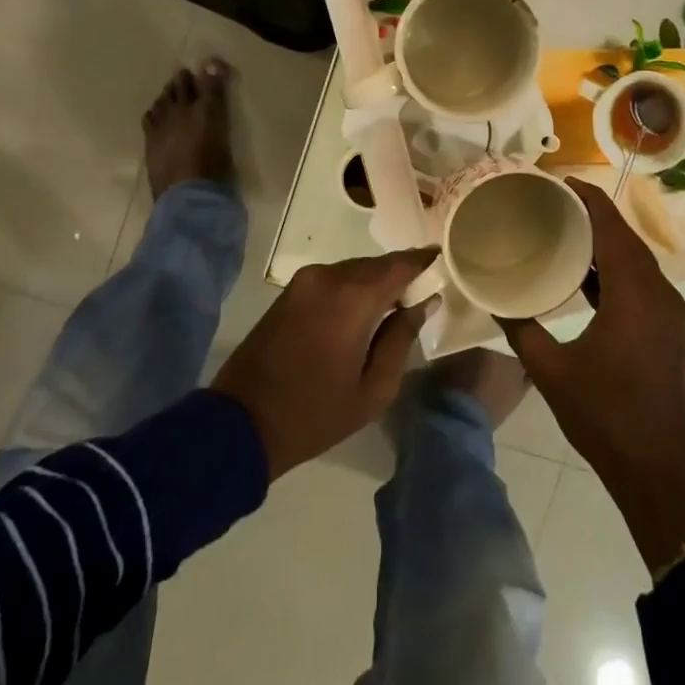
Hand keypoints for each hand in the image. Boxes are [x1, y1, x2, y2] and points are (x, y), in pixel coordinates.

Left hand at [213, 249, 436, 479]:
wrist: (240, 423)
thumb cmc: (315, 413)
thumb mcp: (373, 389)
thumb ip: (402, 338)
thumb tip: (425, 302)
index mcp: (352, 298)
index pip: (399, 265)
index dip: (424, 262)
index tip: (444, 262)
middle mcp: (328, 277)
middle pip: (376, 264)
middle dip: (401, 274)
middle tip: (424, 292)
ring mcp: (304, 281)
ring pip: (354, 269)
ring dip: (376, 282)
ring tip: (397, 305)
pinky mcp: (290, 292)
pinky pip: (333, 279)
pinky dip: (353, 287)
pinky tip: (364, 311)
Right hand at [499, 180, 684, 572]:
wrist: (665, 476)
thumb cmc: (608, 419)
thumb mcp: (552, 372)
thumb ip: (521, 329)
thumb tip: (494, 298)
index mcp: (635, 293)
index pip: (611, 225)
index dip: (585, 196)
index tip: (554, 179)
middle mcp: (658, 293)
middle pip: (624, 237)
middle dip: (590, 213)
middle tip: (547, 202)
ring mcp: (667, 313)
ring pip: (633, 260)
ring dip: (602, 241)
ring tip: (559, 229)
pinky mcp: (666, 330)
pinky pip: (637, 282)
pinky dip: (611, 269)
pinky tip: (582, 275)